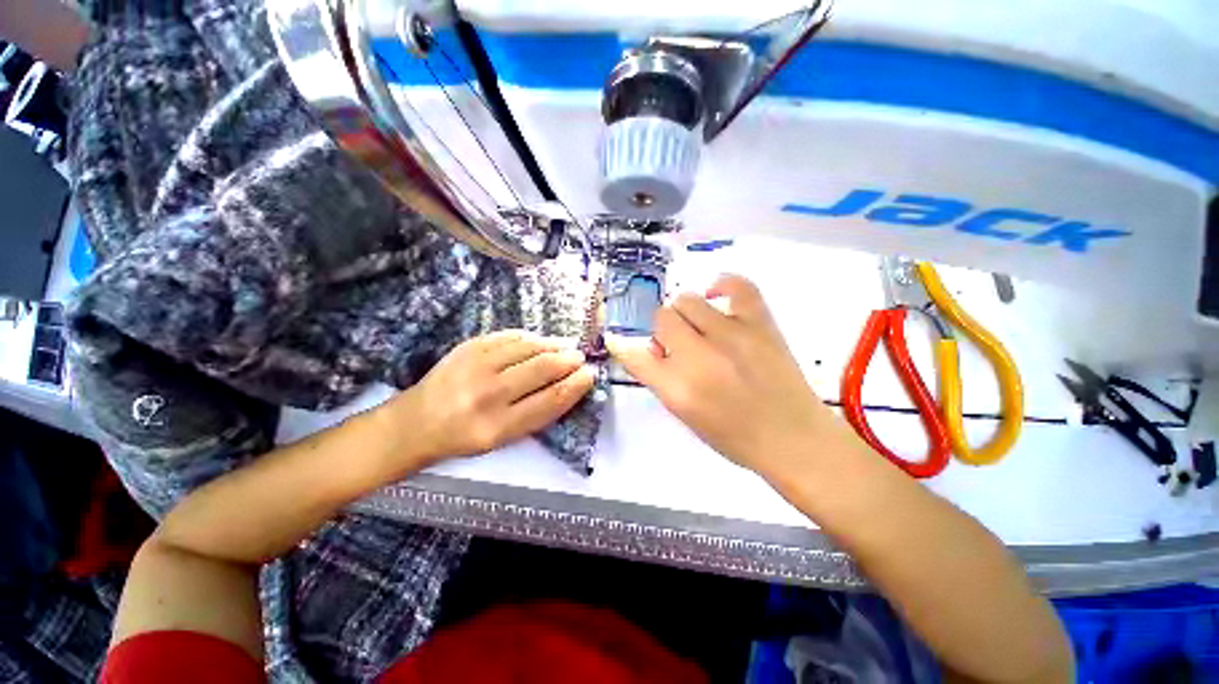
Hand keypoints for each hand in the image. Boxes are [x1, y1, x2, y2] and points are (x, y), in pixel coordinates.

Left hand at [392, 331, 595, 465]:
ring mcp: (476, 366)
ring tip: (565, 346)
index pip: (550, 400)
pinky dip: (531, 338)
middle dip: (569, 361)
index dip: (576, 386)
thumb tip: (568, 385)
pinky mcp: (468, 347)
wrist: (416, 422)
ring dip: (554, 345)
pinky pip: (510, 336)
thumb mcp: (502, 439)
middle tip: (580, 358)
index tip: (590, 375)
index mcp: (498, 426)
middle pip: (543, 369)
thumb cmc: (465, 436)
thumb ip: (536, 415)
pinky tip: (540, 341)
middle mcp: (488, 395)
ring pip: (529, 348)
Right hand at [606, 275, 852, 479]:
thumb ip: (661, 379)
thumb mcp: (685, 415)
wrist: (793, 438)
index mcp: (677, 389)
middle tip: (677, 345)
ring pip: (687, 300)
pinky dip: (721, 285)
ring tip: (698, 328)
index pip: (635, 355)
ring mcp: (731, 335)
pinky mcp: (760, 323)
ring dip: (685, 314)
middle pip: (661, 318)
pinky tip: (717, 296)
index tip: (624, 342)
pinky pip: (737, 285)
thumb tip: (650, 348)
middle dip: (663, 331)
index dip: (625, 345)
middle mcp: (699, 358)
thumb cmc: (734, 436)